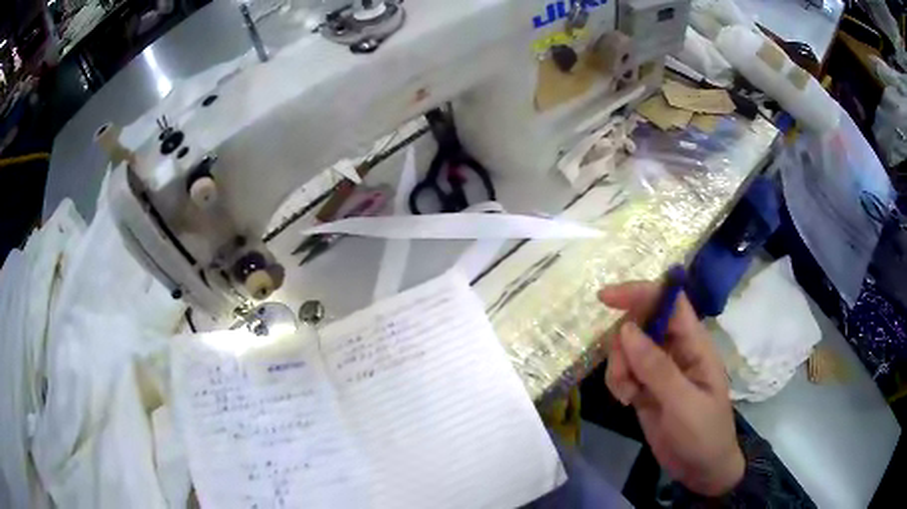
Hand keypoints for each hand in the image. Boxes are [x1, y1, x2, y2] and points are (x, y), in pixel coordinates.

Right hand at [599, 281, 744, 496]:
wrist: (701, 469)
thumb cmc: (703, 433)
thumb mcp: (683, 403)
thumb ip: (657, 368)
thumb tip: (626, 329)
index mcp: (695, 345)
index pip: (670, 303)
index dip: (642, 292)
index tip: (607, 298)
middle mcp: (676, 350)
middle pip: (642, 324)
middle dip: (624, 344)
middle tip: (623, 375)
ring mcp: (659, 369)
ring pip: (628, 349)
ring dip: (619, 367)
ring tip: (627, 394)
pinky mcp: (646, 388)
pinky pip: (623, 371)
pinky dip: (617, 381)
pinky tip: (625, 400)